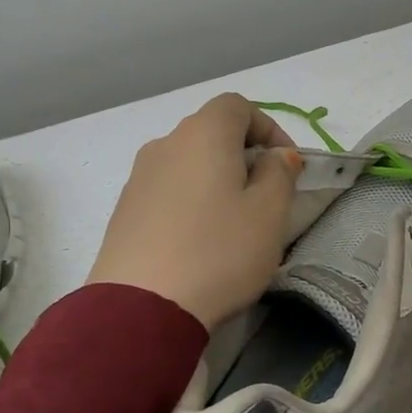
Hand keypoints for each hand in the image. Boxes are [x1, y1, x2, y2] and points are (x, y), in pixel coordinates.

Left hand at [86, 94, 301, 328]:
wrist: (140, 306)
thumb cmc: (218, 251)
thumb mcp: (269, 214)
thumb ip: (279, 174)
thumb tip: (275, 157)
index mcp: (204, 134)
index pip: (237, 106)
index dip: (268, 128)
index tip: (287, 165)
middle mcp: (166, 144)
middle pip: (211, 133)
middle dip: (244, 156)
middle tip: (266, 195)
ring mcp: (139, 177)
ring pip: (188, 163)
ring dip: (216, 180)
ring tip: (234, 223)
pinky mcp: (124, 210)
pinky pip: (167, 191)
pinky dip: (190, 202)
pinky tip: (199, 241)